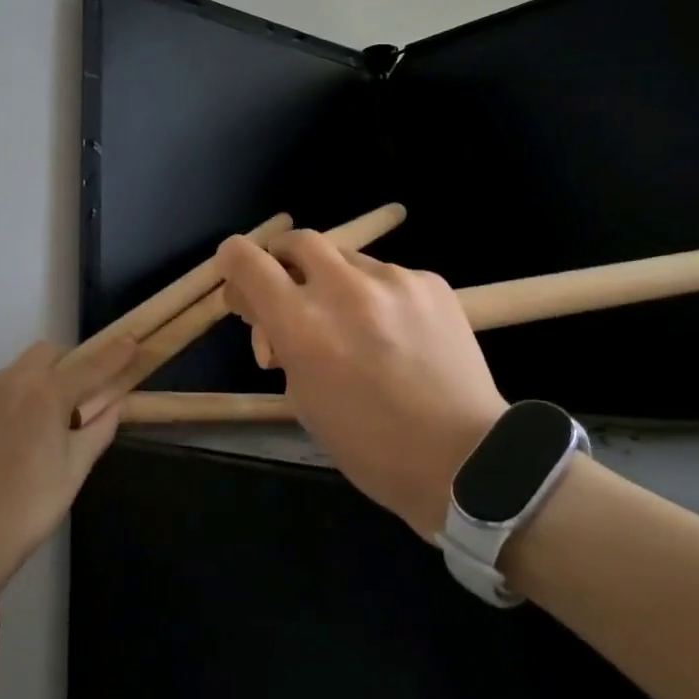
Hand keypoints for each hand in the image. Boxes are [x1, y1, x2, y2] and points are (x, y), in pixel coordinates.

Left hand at [0, 336, 137, 584]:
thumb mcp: (75, 468)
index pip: (90, 365)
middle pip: (51, 353)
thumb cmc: (31, 505)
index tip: (132, 341)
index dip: (114, 354)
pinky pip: (6, 383)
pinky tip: (31, 421)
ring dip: (48, 373)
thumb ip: (100, 428)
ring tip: (59, 409)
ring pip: (25, 365)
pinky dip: (25, 388)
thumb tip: (116, 404)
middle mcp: (15, 382)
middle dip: (74, 361)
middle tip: (89, 390)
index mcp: (46, 394)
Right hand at [217, 231, 507, 538]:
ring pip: (346, 257)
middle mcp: (344, 289)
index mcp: (303, 325)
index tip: (240, 280)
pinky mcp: (430, 281)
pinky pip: (387, 275)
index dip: (233, 263)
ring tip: (355, 324)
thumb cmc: (370, 445)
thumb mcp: (304, 400)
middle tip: (293, 293)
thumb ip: (282, 344)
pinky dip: (378, 295)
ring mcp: (393, 280)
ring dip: (336, 281)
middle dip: (285, 260)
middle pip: (297, 240)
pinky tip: (396, 332)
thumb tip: (270, 316)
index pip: (248, 261)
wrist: (464, 458)